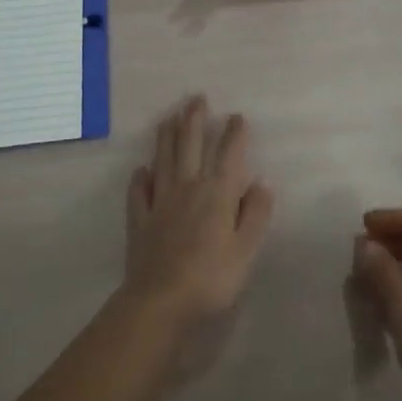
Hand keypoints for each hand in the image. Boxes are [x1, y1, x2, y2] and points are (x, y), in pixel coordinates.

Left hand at [123, 96, 274, 328]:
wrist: (161, 302)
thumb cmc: (211, 278)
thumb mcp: (246, 249)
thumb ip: (256, 213)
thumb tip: (262, 181)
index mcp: (217, 193)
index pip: (229, 154)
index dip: (234, 134)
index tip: (237, 116)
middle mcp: (188, 188)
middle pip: (191, 145)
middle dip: (195, 120)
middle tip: (196, 98)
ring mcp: (161, 202)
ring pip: (164, 159)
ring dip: (167, 136)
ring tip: (169, 117)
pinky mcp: (140, 219)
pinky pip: (139, 192)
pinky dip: (140, 178)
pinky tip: (141, 169)